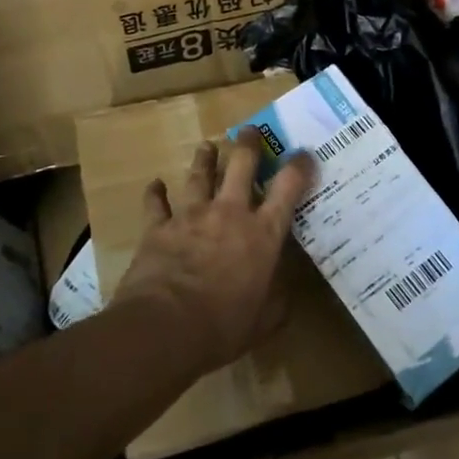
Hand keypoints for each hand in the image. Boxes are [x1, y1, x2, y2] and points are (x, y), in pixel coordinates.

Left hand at [113, 128, 317, 370]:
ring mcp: (191, 216)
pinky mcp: (158, 228)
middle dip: (248, 144)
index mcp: (263, 234)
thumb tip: (283, 292)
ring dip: (204, 158)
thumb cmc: (224, 326)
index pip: (288, 188)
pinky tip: (154, 184)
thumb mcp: (265, 320)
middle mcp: (230, 214)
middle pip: (241, 165)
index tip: (304, 154)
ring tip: (207, 146)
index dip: (299, 166)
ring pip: (199, 175)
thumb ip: (277, 301)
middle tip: (249, 131)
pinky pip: (156, 203)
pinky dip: (155, 193)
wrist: (165, 327)